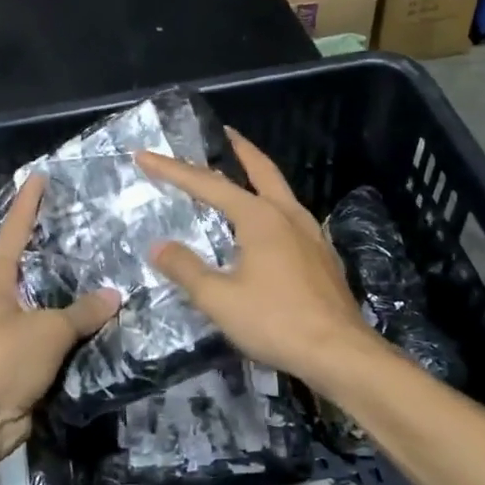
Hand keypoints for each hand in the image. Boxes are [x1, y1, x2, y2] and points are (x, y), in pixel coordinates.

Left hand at [0, 173, 120, 464]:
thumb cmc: (1, 360)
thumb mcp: (47, 330)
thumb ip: (82, 311)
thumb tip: (115, 295)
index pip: (14, 231)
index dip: (28, 204)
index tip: (40, 176)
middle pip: (30, 267)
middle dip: (55, 250)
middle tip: (89, 227)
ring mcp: (8, 334)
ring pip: (46, 306)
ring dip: (71, 296)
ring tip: (107, 274)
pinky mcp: (20, 364)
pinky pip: (53, 340)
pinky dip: (74, 333)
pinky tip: (102, 324)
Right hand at [135, 130, 377, 391]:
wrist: (339, 352)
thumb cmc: (276, 321)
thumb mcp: (219, 299)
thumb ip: (186, 269)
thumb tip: (158, 246)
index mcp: (260, 217)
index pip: (208, 184)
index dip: (173, 170)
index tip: (145, 156)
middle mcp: (288, 215)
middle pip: (261, 170)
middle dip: (239, 149)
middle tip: (223, 132)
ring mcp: (311, 234)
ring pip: (280, 192)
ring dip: (258, 177)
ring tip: (241, 176)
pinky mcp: (322, 256)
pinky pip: (291, 217)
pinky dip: (272, 206)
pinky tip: (267, 227)